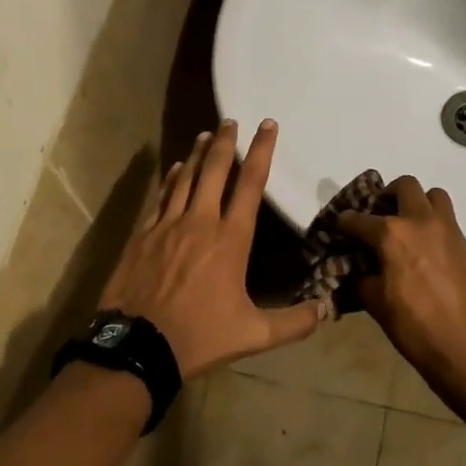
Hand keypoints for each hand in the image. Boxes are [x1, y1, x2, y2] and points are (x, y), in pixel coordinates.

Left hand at [99, 119, 324, 379]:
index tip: (267, 125)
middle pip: (215, 170)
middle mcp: (201, 221)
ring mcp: (168, 225)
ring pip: (186, 177)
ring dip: (197, 154)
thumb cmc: (199, 336)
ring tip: (206, 134)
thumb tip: (328, 310)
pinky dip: (171, 179)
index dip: (261, 151)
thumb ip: (294, 322)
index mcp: (231, 239)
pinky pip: (161, 197)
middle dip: (226, 141)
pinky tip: (175, 169)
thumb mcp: (254, 335)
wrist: (136, 346)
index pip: (251, 184)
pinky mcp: (143, 234)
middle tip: (231, 120)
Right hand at [336, 178, 465, 380]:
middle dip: (387, 195)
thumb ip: (363, 278)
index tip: (339, 226)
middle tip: (379, 215)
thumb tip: (358, 269)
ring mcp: (447, 229)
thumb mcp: (377, 304)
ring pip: (433, 195)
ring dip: (418, 202)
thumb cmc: (415, 328)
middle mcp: (419, 221)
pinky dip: (434, 223)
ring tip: (408, 224)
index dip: (344, 222)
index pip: (358, 219)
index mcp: (391, 235)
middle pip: (404, 186)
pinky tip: (426, 248)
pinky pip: (448, 218)